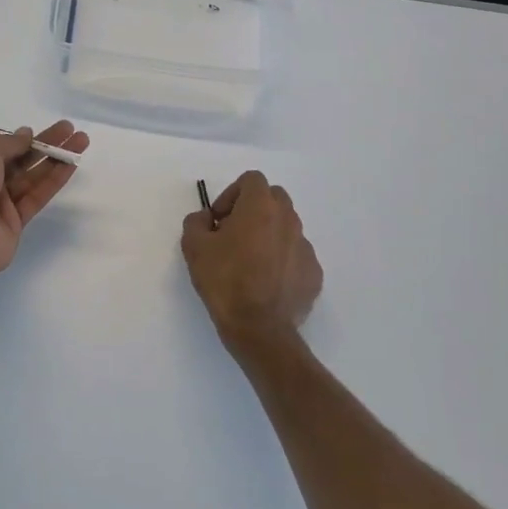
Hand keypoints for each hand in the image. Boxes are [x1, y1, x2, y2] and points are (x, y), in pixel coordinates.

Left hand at [0, 121, 89, 279]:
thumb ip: (9, 142)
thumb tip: (26, 134)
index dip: (19, 139)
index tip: (38, 131)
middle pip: (20, 160)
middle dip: (45, 145)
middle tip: (70, 130)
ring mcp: (0, 204)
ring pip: (32, 177)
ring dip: (56, 160)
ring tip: (81, 142)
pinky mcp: (15, 223)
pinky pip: (37, 197)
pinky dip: (54, 181)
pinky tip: (72, 165)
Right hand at [181, 171, 322, 358]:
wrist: (259, 329)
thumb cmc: (224, 281)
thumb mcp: (193, 246)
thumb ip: (197, 221)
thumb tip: (207, 218)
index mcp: (260, 207)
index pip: (251, 179)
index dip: (231, 193)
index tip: (219, 219)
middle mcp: (288, 220)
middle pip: (274, 198)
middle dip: (253, 209)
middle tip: (233, 234)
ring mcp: (305, 247)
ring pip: (286, 227)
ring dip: (268, 234)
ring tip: (250, 262)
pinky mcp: (314, 273)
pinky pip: (295, 255)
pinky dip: (282, 260)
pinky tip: (266, 282)